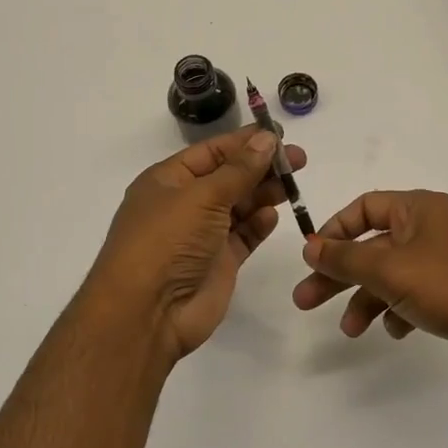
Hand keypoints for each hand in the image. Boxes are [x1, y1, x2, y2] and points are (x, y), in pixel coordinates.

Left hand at [85, 127, 308, 364]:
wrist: (147, 313)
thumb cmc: (167, 241)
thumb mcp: (202, 196)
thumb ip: (239, 169)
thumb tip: (266, 138)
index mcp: (168, 180)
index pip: (212, 151)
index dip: (245, 141)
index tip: (280, 135)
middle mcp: (184, 204)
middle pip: (229, 177)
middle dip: (261, 166)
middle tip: (299, 160)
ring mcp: (201, 235)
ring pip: (239, 206)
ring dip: (263, 193)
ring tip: (291, 185)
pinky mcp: (218, 263)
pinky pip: (243, 236)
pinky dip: (258, 225)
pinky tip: (272, 215)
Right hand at [291, 189, 447, 389]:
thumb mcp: (390, 269)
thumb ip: (346, 258)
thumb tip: (310, 245)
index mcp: (420, 209)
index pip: (365, 207)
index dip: (335, 230)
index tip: (313, 257)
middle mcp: (434, 230)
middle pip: (374, 245)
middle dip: (340, 274)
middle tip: (306, 301)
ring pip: (393, 276)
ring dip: (367, 299)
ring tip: (350, 330)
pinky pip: (416, 297)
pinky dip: (399, 311)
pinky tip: (395, 331)